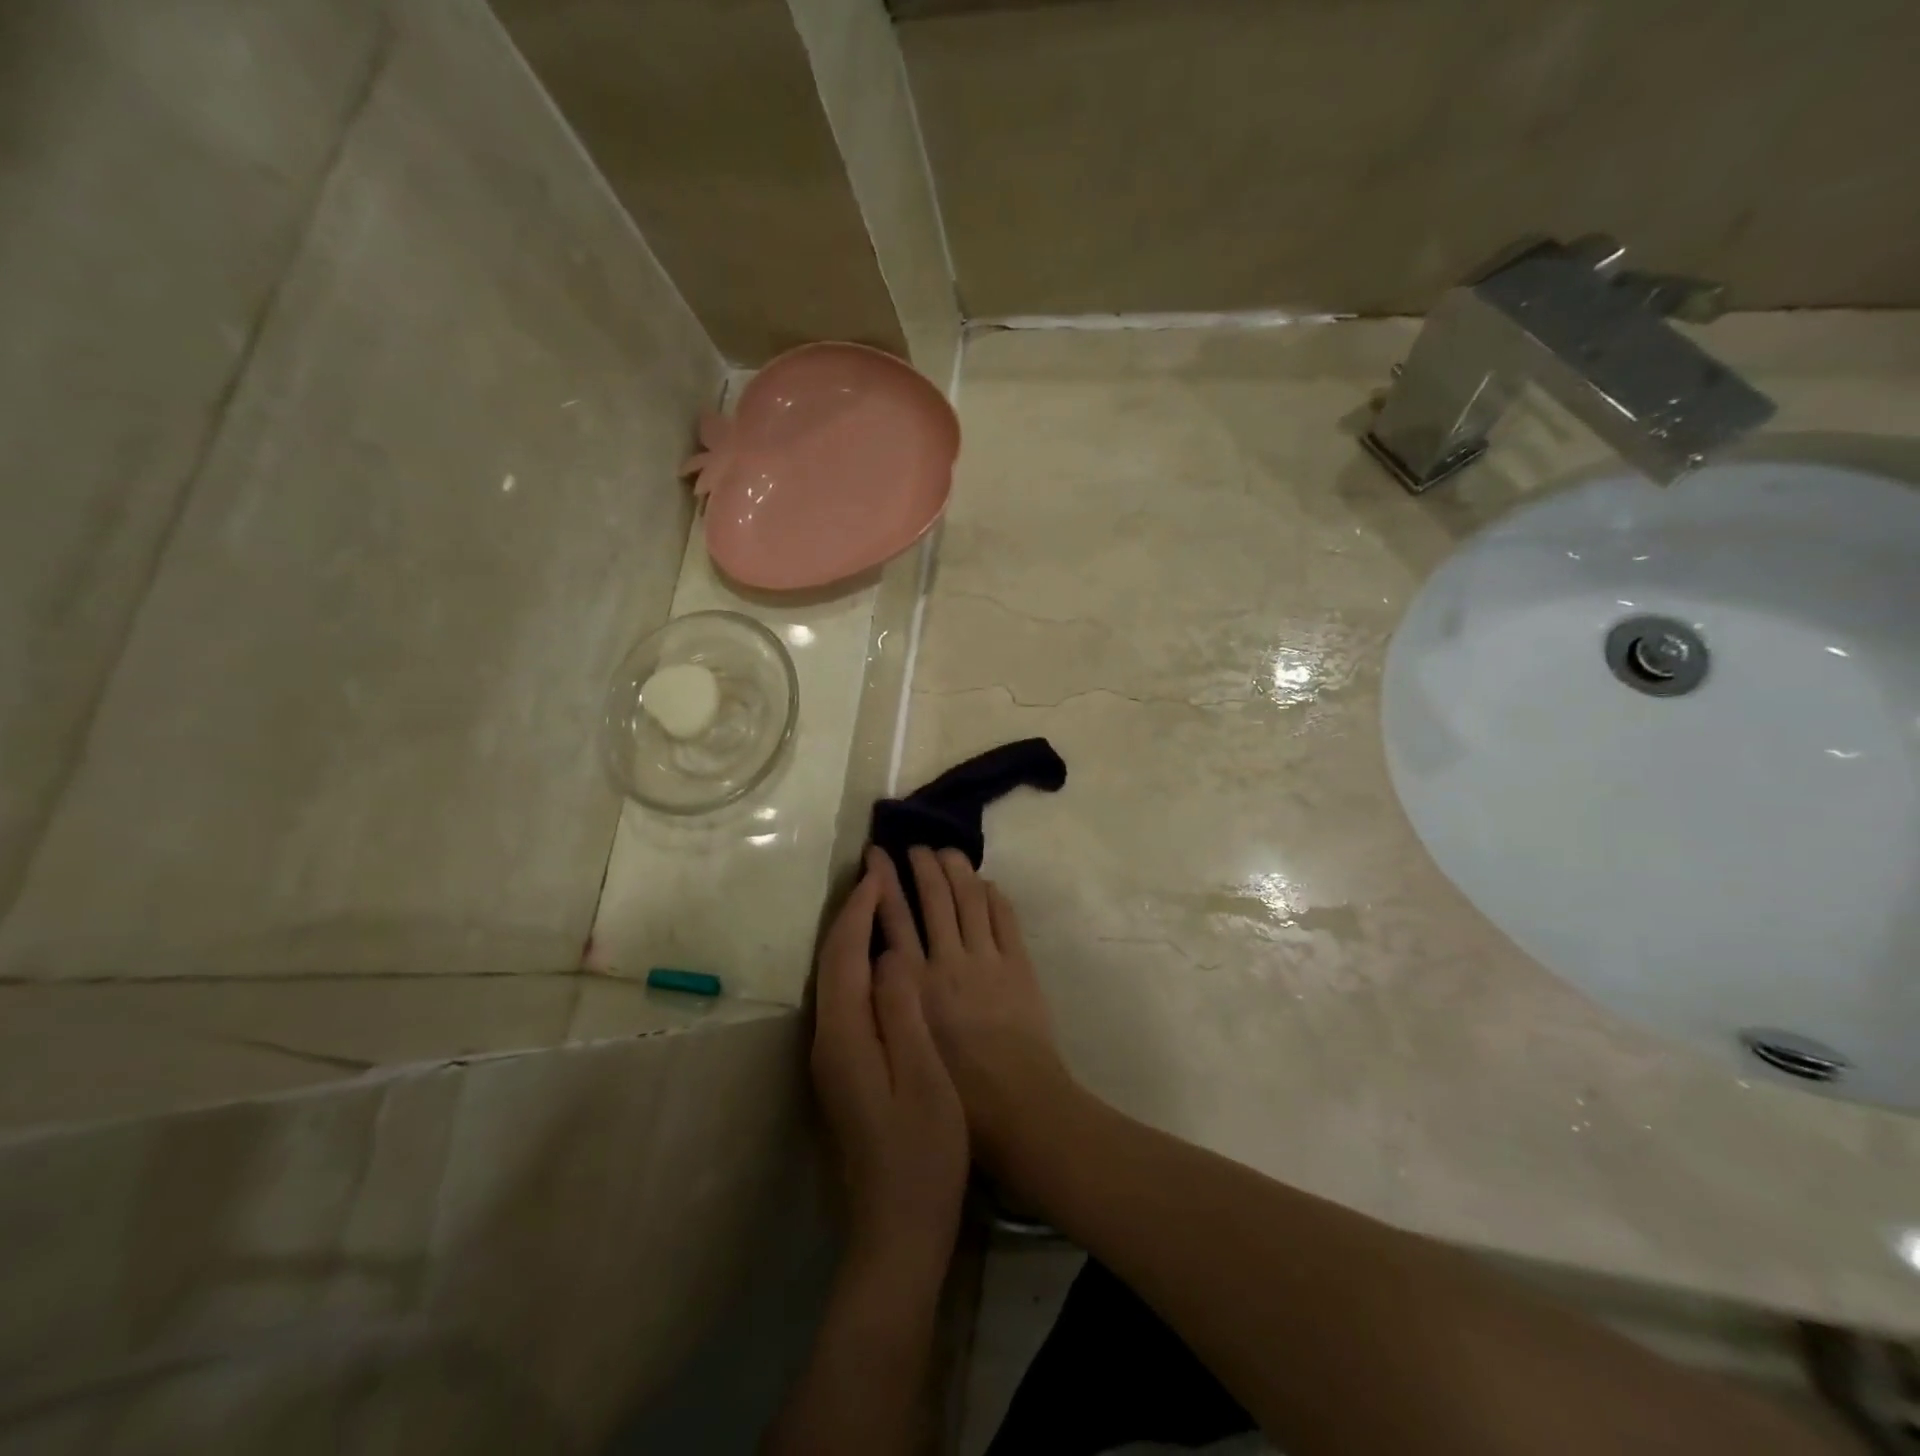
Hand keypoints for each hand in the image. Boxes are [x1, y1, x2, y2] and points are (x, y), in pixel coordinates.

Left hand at [811, 848, 968, 1267]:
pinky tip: (881, 959)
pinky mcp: (844, 1069)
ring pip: (834, 979)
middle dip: (849, 914)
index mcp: (846, 1037)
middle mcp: (828, 1040)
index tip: (880, 874)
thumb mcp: (923, 1079)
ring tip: (876, 902)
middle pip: (831, 962)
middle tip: (873, 874)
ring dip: (851, 935)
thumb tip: (889, 955)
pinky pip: (846, 998)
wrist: (898, 1230)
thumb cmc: (922, 1155)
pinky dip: (859, 964)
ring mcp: (833, 1057)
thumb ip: (902, 1012)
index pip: (845, 956)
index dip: (861, 912)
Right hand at [904, 846, 1071, 1171]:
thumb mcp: (907, 1042)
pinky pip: (1004, 917)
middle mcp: (947, 961)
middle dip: (922, 865)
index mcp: (915, 983)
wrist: (1018, 1105)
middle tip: (915, 846)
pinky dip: (993, 894)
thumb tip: (885, 962)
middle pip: (933, 897)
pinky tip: (985, 882)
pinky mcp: (1018, 963)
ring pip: (969, 898)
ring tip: (947, 851)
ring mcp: (987, 959)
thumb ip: (895, 998)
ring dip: (956, 869)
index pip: (893, 917)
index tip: (877, 855)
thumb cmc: (956, 1091)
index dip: (883, 882)